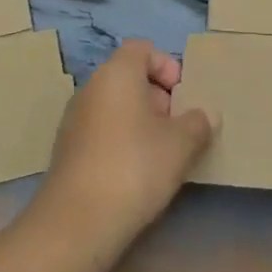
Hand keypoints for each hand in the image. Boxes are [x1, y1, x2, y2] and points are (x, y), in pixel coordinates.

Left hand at [39, 40, 214, 247]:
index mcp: (116, 73)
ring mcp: (74, 120)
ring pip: (114, 106)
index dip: (166, 65)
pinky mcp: (66, 151)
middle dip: (157, 96)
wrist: (78, 222)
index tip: (182, 95)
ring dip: (139, 121)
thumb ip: (198, 122)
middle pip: (128, 77)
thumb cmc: (135, 167)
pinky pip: (101, 131)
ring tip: (161, 153)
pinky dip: (120, 141)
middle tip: (177, 126)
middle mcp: (90, 88)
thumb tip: (204, 115)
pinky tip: (136, 173)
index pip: (142, 49)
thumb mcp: (181, 144)